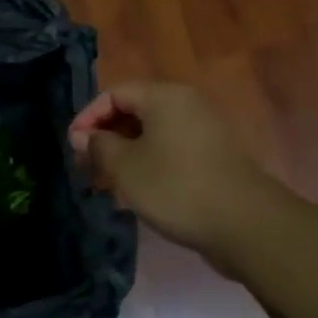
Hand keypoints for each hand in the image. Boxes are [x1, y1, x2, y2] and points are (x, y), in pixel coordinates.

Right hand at [69, 83, 272, 253]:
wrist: (245, 224)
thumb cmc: (176, 187)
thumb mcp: (125, 167)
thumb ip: (98, 146)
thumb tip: (82, 136)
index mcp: (164, 96)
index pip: (114, 93)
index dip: (87, 117)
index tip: (72, 147)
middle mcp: (186, 105)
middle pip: (133, 111)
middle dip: (105, 138)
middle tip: (85, 168)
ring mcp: (203, 130)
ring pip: (151, 134)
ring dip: (124, 155)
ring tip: (106, 185)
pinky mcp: (212, 157)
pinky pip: (170, 150)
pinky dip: (148, 164)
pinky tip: (136, 193)